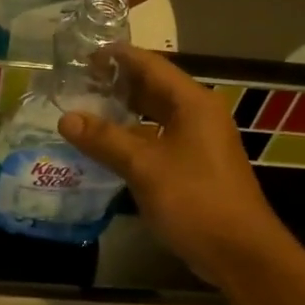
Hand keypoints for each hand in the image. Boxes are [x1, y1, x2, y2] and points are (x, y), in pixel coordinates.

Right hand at [56, 45, 287, 287]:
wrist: (239, 252)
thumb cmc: (194, 200)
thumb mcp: (144, 167)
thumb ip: (105, 139)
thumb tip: (66, 117)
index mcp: (192, 103)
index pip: (150, 65)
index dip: (116, 57)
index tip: (82, 53)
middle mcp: (198, 115)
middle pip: (153, 88)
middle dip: (116, 83)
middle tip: (76, 82)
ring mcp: (198, 142)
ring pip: (154, 116)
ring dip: (122, 112)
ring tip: (84, 110)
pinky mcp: (194, 166)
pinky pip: (158, 140)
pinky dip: (132, 138)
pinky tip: (106, 147)